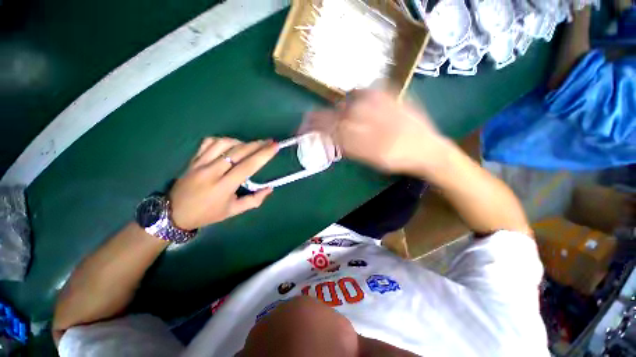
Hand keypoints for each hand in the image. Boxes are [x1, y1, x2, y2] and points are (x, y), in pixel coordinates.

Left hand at [169, 138, 277, 229]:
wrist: (174, 213)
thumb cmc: (207, 214)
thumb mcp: (233, 211)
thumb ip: (254, 200)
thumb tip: (269, 189)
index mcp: (224, 186)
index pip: (248, 166)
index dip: (263, 155)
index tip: (275, 146)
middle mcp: (212, 171)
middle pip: (238, 151)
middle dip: (257, 144)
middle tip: (269, 141)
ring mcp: (200, 163)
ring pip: (224, 143)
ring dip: (241, 142)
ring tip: (251, 145)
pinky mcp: (193, 159)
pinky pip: (209, 142)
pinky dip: (223, 140)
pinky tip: (231, 144)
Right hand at [301, 90, 444, 173]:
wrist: (427, 148)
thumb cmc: (396, 160)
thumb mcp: (370, 160)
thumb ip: (348, 148)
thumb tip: (330, 137)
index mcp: (366, 143)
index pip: (332, 131)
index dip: (314, 128)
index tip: (303, 129)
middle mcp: (372, 122)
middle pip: (337, 115)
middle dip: (321, 118)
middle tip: (312, 121)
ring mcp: (382, 106)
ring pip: (348, 103)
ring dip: (337, 109)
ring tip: (337, 116)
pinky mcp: (391, 95)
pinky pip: (365, 92)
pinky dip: (354, 97)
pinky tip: (354, 102)